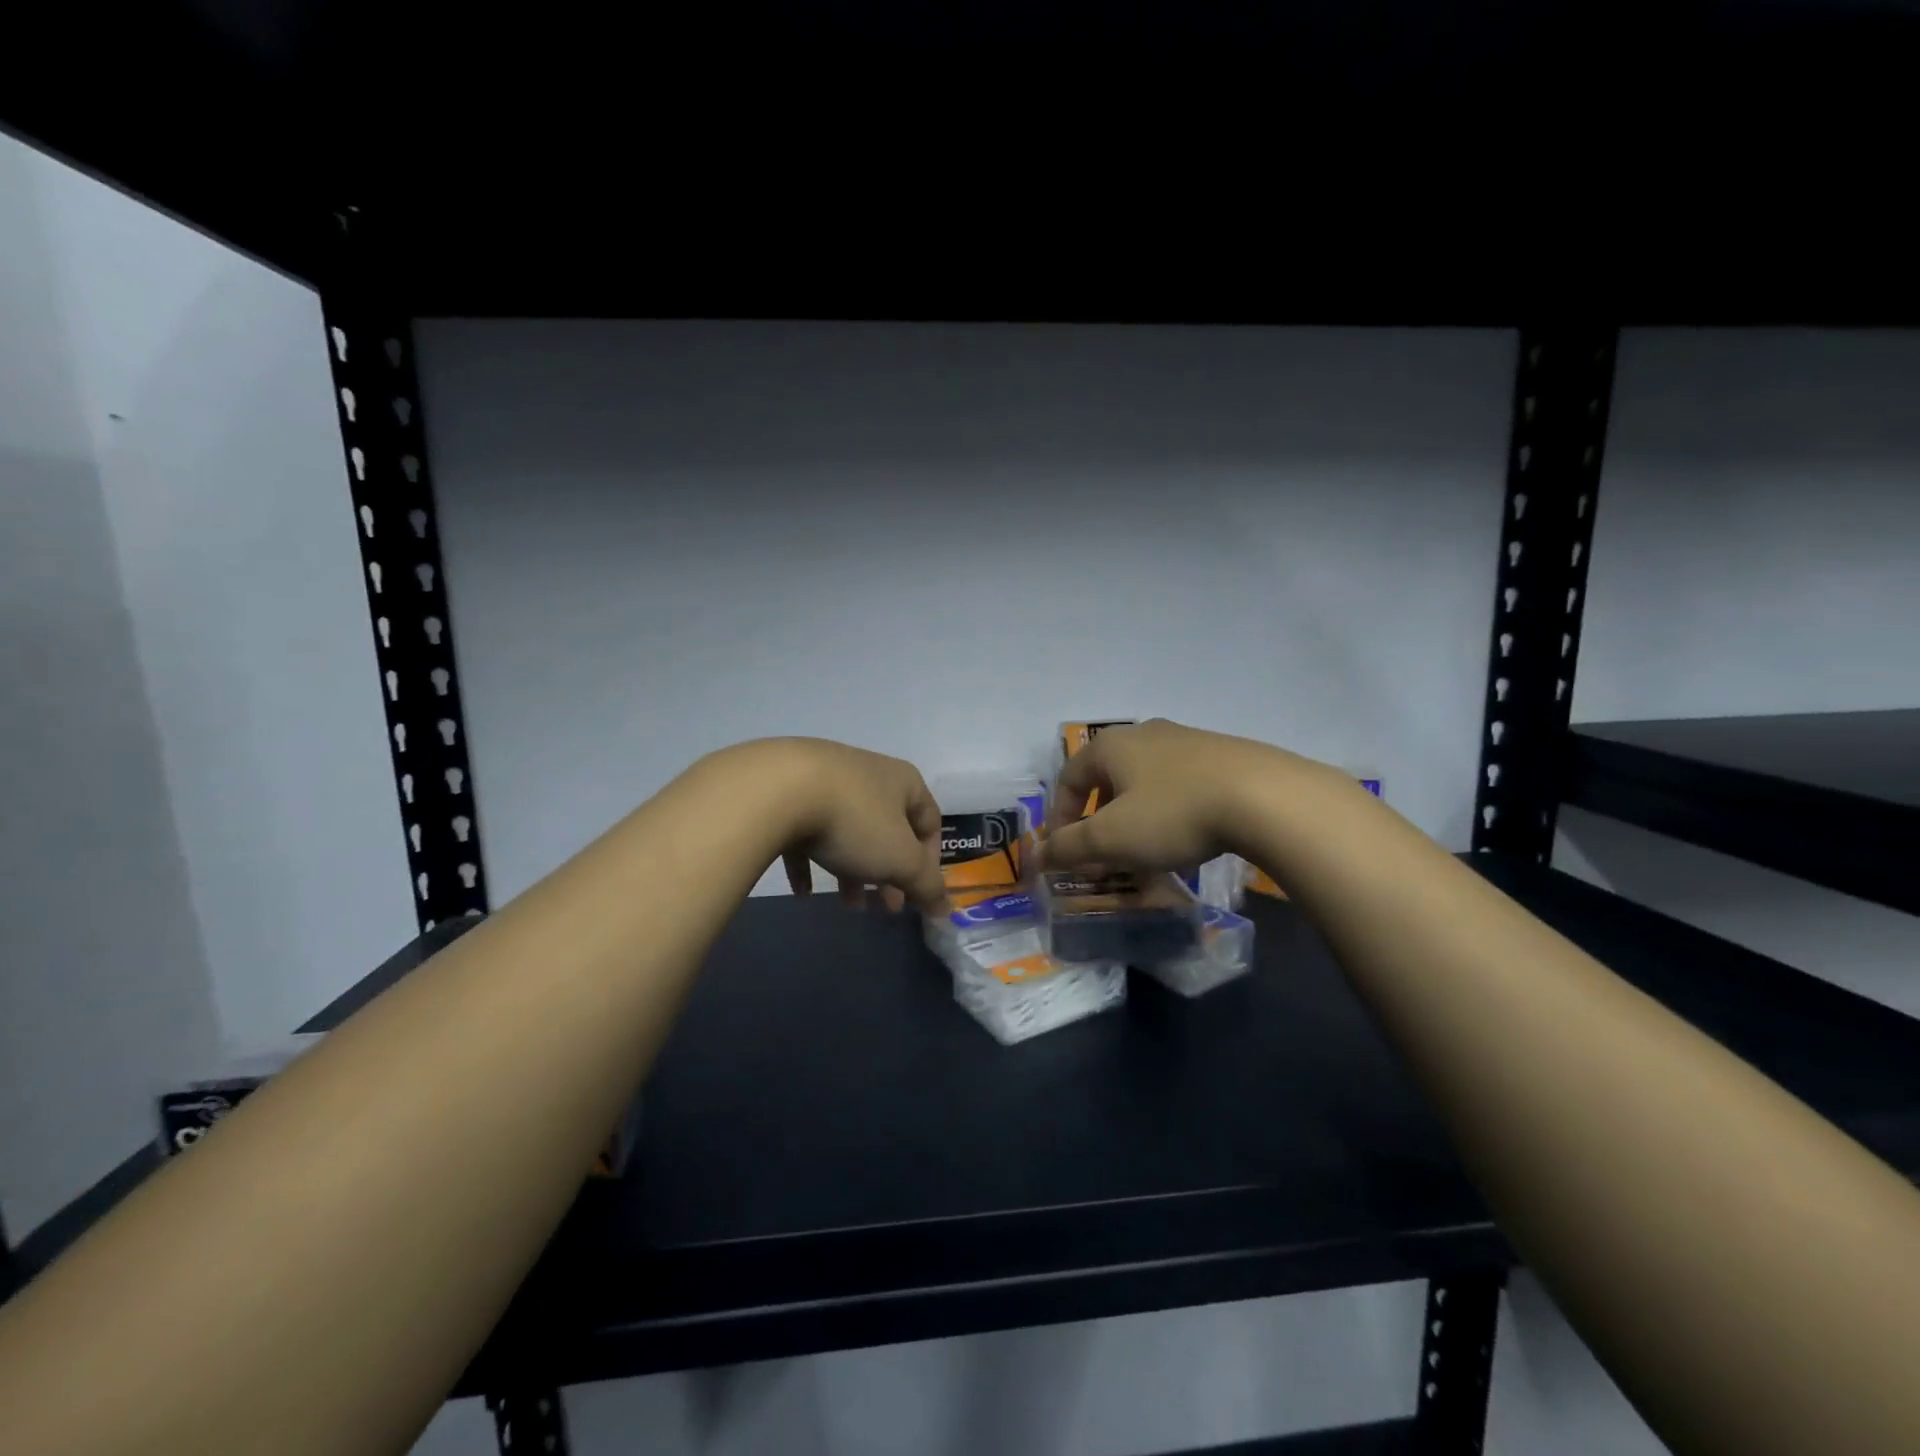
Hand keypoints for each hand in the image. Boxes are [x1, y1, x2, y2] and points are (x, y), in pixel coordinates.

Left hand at [755, 739, 948, 912]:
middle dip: (889, 874)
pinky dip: (810, 862)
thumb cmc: (854, 821)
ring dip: (853, 872)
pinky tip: (804, 893)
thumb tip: (946, 909)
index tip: (917, 895)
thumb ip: (926, 885)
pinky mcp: (788, 791)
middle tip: (885, 907)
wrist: (777, 788)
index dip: (930, 862)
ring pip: (848, 832)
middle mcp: (868, 774)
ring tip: (848, 905)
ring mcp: (826, 779)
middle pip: (888, 830)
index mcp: (903, 782)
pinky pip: (806, 832)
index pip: (930, 822)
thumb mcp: (900, 859)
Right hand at [1039, 719, 1296, 871]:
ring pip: (1145, 781)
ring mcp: (1187, 740)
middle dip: (1098, 818)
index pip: (1068, 777)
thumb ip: (1069, 847)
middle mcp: (1145, 733)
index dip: (1059, 816)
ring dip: (1134, 816)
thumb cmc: (1173, 814)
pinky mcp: (1222, 754)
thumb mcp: (1111, 838)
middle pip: (1107, 777)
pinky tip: (1187, 836)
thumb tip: (1036, 856)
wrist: (1265, 797)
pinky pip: (1180, 784)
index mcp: (1111, 745)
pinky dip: (1169, 811)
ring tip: (1146, 850)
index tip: (1065, 851)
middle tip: (1104, 852)